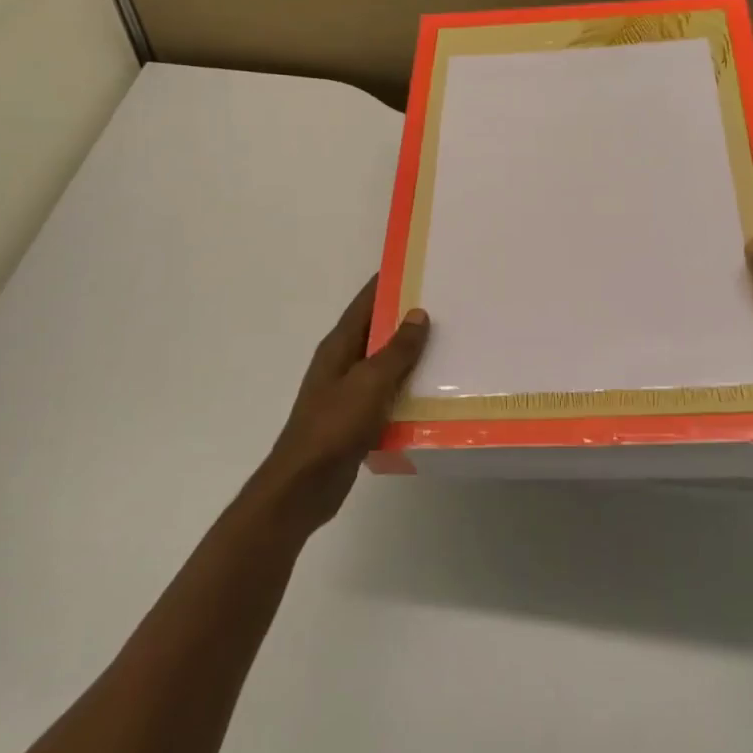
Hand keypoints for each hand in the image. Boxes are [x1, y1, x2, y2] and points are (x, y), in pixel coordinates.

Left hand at [252, 278, 429, 531]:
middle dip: (406, 318)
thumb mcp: (369, 382)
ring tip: (449, 345)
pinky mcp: (355, 419)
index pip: (365, 303)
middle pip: (376, 331)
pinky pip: (386, 394)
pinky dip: (406, 389)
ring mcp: (347, 392)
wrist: (304, 486)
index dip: (388, 283)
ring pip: (383, 364)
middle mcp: (341, 363)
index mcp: (338, 346)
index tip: (417, 266)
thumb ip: (396, 350)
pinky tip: (433, 392)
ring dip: (410, 356)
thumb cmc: (334, 426)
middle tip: (446, 306)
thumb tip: (417, 313)